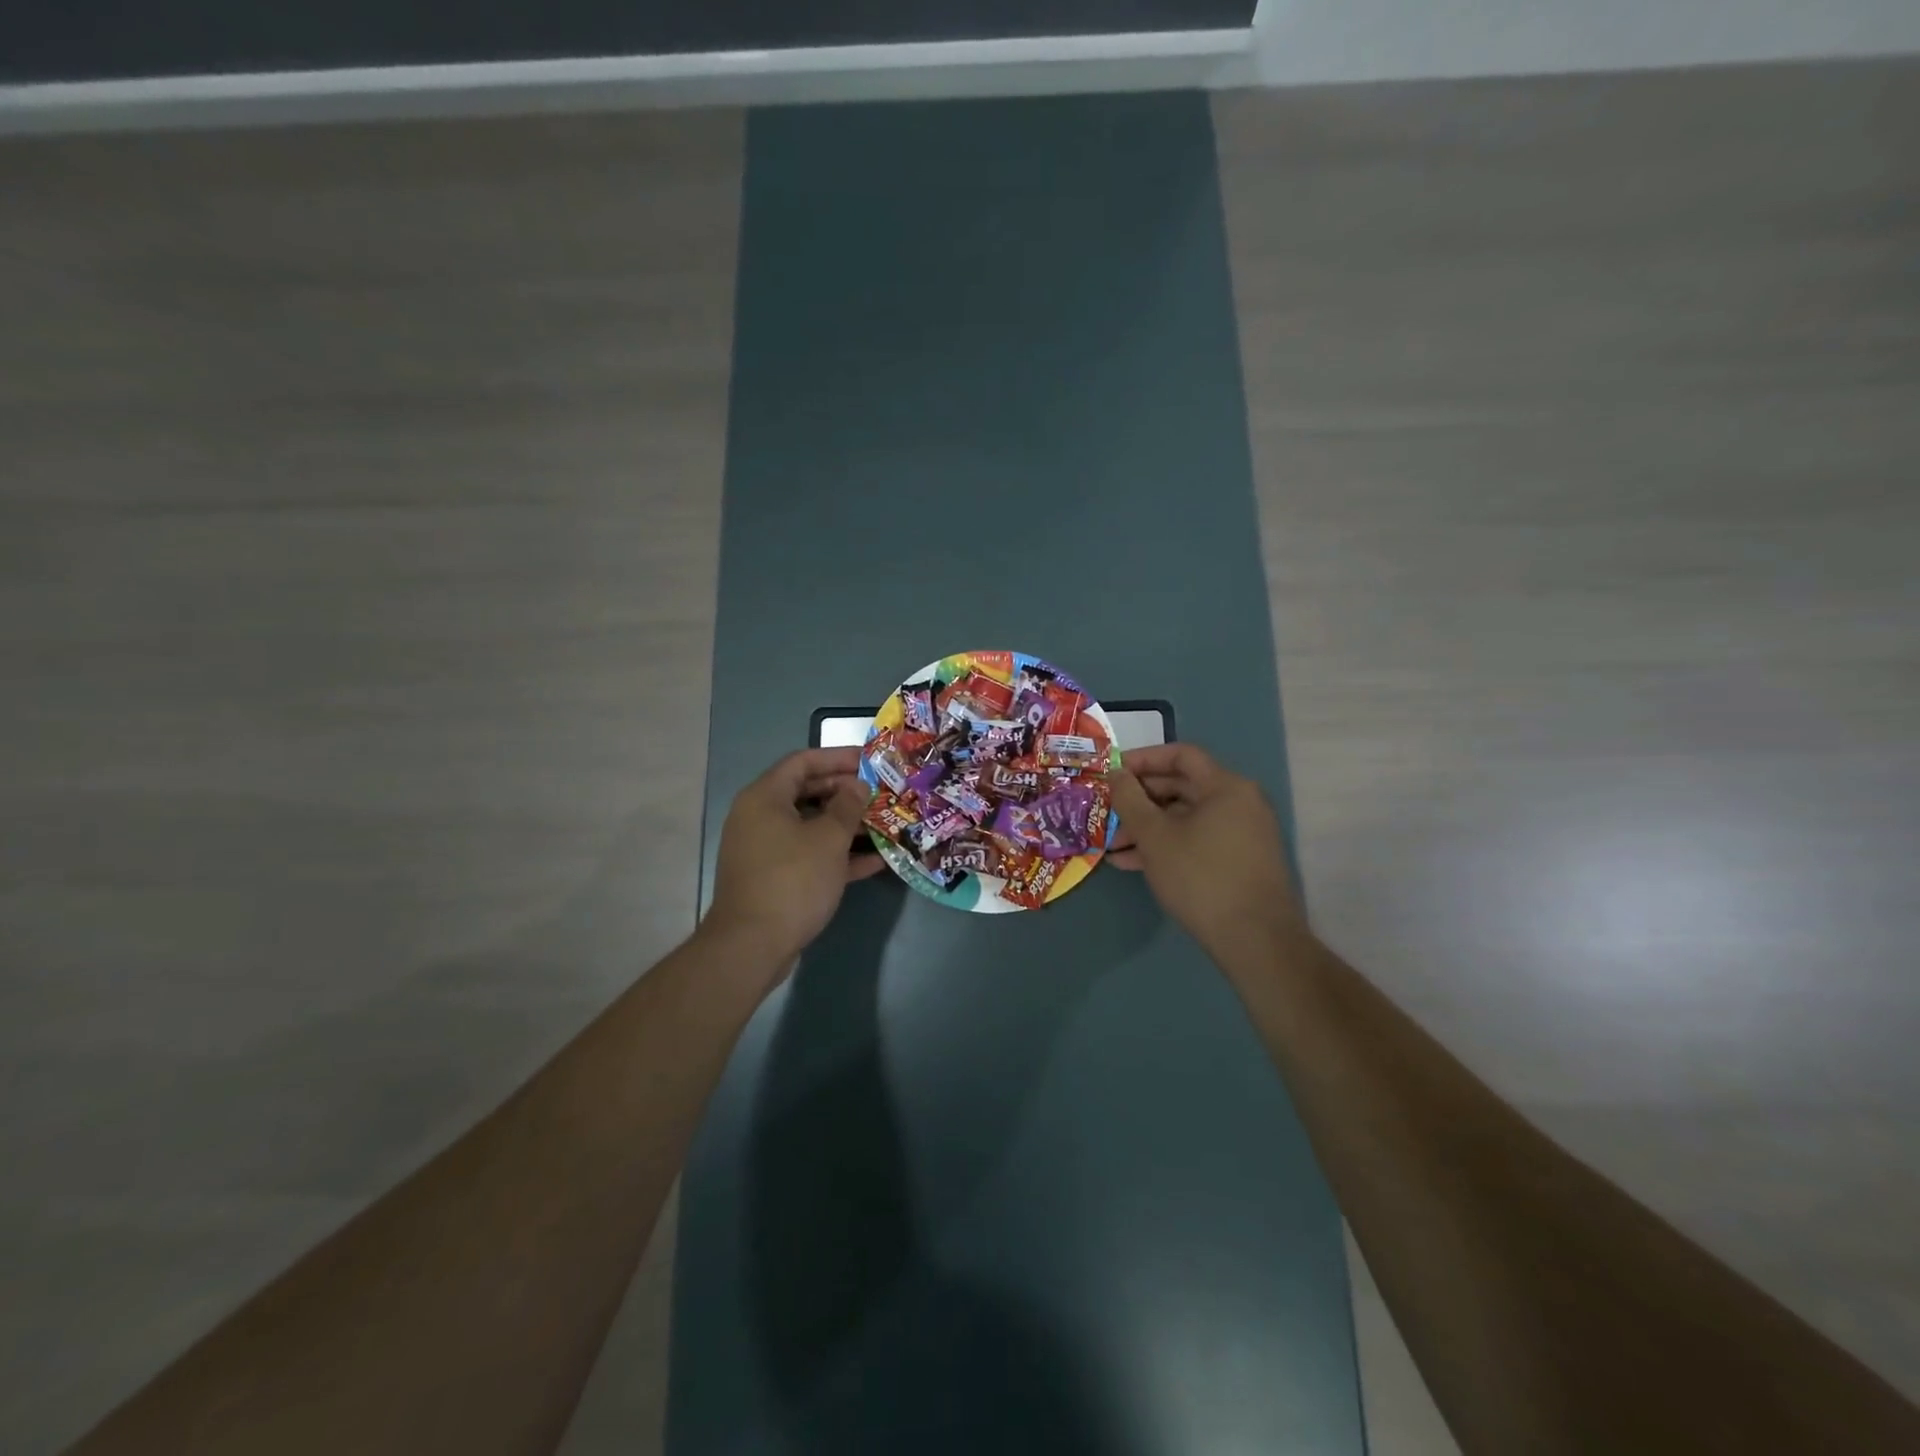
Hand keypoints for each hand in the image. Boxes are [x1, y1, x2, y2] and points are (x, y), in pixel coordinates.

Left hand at [705, 747, 887, 971]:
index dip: (838, 757)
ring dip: (846, 826)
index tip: (871, 761)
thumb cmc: (792, 880)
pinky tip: (874, 861)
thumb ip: (847, 806)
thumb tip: (857, 787)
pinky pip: (808, 855)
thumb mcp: (828, 838)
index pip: (803, 761)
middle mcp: (760, 817)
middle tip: (881, 793)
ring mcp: (765, 849)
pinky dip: (837, 855)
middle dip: (846, 793)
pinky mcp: (774, 877)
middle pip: (807, 793)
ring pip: (811, 826)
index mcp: (765, 797)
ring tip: (884, 824)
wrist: (752, 945)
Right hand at [1108, 743, 1303, 956]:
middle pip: (1181, 787)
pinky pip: (1196, 840)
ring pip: (1185, 818)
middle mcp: (1240, 803)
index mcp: (1226, 787)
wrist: (1256, 940)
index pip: (1181, 755)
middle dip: (1139, 801)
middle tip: (1106, 812)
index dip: (1143, 759)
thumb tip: (1116, 773)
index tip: (1112, 772)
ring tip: (1111, 846)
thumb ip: (1130, 800)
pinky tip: (1133, 864)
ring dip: (1147, 828)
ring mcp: (1242, 834)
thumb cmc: (1201, 877)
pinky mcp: (1239, 861)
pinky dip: (1167, 846)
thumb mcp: (1155, 836)